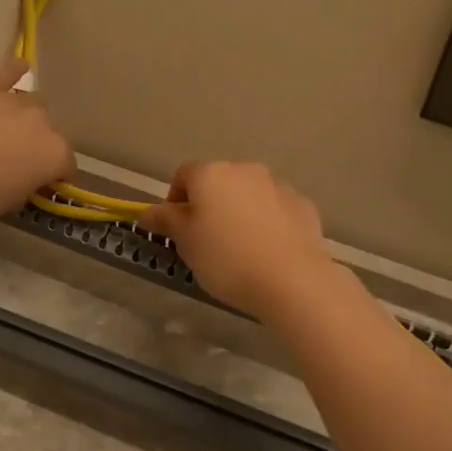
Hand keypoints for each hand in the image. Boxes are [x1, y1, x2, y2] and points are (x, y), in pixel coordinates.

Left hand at [0, 59, 74, 221]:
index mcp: (56, 154)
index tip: (44, 183)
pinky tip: (19, 67)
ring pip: (30, 102)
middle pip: (49, 129)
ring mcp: (15, 102)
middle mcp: (44, 122)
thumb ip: (27, 184)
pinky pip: (6, 72)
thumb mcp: (14, 201)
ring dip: (23, 115)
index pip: (66, 164)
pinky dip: (13, 70)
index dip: (56, 174)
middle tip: (17, 157)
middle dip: (37, 141)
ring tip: (5, 127)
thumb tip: (23, 179)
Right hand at [138, 161, 333, 317]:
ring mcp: (278, 186)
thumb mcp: (185, 242)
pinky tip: (267, 251)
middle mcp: (245, 170)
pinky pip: (275, 210)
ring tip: (240, 249)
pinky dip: (267, 223)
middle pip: (218, 182)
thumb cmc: (226, 259)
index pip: (183, 175)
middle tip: (206, 242)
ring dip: (239, 212)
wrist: (292, 280)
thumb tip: (149, 212)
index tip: (176, 231)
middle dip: (209, 206)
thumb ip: (165, 221)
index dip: (174, 201)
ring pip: (248, 195)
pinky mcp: (302, 205)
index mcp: (211, 173)